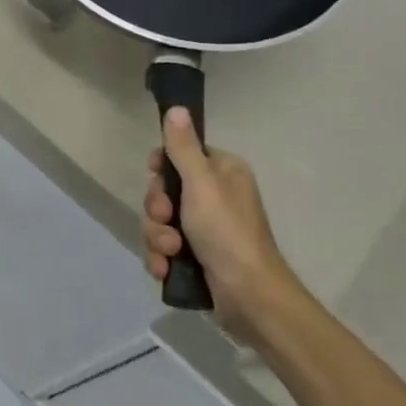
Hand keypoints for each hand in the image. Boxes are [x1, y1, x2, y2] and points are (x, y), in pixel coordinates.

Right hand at [141, 110, 298, 339]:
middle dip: (157, 210)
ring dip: (157, 237)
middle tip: (167, 221)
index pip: (180, 156)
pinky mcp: (196, 257)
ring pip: (159, 222)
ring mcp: (204, 229)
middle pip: (164, 191)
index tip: (157, 177)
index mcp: (222, 173)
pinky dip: (161, 258)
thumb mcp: (201, 184)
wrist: (248, 296)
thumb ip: (183, 148)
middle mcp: (214, 196)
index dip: (162, 169)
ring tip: (170, 253)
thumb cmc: (227, 232)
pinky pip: (163, 248)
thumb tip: (177, 109)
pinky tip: (166, 269)